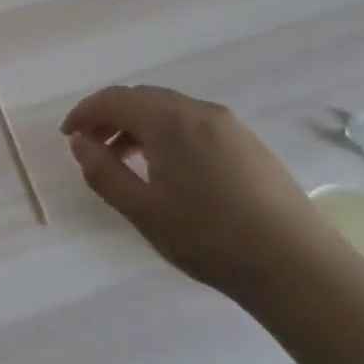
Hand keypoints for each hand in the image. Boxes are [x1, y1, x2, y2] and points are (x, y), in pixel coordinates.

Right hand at [62, 85, 347, 294]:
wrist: (296, 266)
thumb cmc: (209, 238)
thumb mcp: (143, 210)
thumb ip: (103, 172)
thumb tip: (79, 143)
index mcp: (170, 121)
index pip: (114, 99)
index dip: (84, 113)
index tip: (67, 137)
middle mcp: (199, 111)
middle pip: (142, 98)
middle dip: (109, 117)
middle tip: (90, 147)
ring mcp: (229, 125)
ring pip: (169, 109)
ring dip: (138, 125)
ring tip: (124, 160)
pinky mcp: (248, 143)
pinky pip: (193, 123)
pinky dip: (166, 134)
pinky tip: (166, 169)